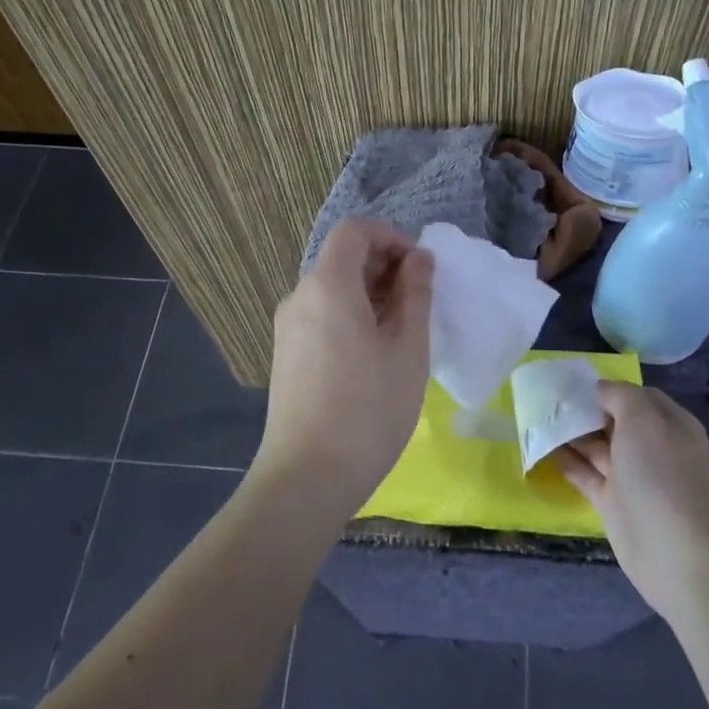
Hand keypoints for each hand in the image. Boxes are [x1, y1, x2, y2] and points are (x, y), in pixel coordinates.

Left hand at [254, 219, 433, 516]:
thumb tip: (419, 258)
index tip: (420, 268)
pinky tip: (375, 354)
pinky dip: (352, 315)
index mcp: (328, 285)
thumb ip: (415, 294)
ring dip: (371, 294)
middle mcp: (300, 297)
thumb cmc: (369, 409)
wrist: (307, 477)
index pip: (355, 231)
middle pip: (342, 258)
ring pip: (333, 289)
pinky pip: (322, 315)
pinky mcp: (287, 354)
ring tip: (403, 331)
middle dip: (385, 266)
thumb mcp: (407, 349)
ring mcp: (288, 327)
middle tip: (420, 302)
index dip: (391, 237)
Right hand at [557, 384, 708, 622]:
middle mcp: (652, 447)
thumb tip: (599, 389)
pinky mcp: (613, 503)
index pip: (637, 396)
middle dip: (585, 410)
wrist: (675, 550)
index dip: (609, 388)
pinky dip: (565, 462)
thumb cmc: (661, 473)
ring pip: (597, 448)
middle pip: (614, 421)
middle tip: (548, 400)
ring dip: (571, 434)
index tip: (575, 384)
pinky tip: (541, 448)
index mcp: (668, 424)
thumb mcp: (643, 419)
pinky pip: (585, 475)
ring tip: (537, 419)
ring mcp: (632, 477)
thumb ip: (619, 396)